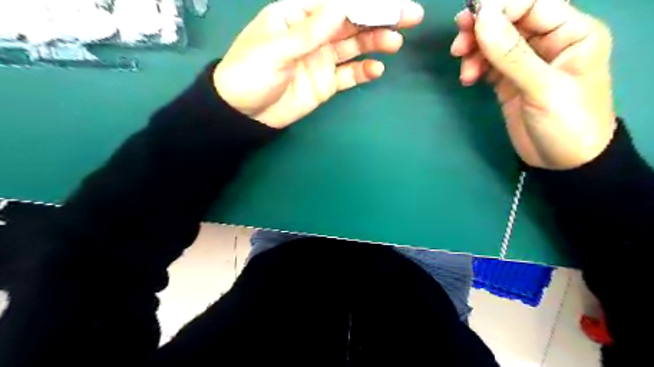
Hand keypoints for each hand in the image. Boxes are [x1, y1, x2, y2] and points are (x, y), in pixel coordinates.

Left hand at [217, 0, 424, 129]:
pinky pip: (349, 75)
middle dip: (380, 18)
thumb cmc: (251, 73)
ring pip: (354, 47)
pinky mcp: (326, 83)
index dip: (365, 3)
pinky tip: (376, 70)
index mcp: (299, 16)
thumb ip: (310, 31)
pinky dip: (363, 71)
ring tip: (394, 43)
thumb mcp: (277, 49)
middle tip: (410, 16)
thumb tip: (342, 5)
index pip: (337, 5)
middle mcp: (314, 35)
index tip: (391, 4)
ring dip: (375, 43)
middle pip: (351, 23)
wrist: (244, 113)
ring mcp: (321, 59)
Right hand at [453, 1, 616, 168]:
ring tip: (465, 71)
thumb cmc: (567, 122)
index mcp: (571, 33)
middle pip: (509, 22)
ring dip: (475, 52)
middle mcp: (548, 42)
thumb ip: (511, 53)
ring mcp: (526, 63)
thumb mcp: (542, 87)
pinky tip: (469, 79)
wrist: (564, 162)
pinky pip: (488, 64)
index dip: (499, 8)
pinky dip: (475, 67)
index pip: (532, 4)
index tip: (469, 21)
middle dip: (481, 30)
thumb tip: (482, 19)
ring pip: (494, 43)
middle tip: (458, 45)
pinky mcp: (510, 81)